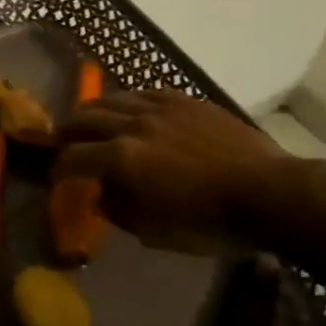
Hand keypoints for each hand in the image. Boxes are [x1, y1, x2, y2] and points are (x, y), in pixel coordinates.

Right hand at [56, 91, 325, 298]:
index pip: (72, 158)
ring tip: (89, 122)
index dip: (58, 169)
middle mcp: (132, 125)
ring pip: (111, 99)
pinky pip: (144, 92)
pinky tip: (130, 110)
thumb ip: (120, 212)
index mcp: (121, 159)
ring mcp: (159, 107)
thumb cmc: (210, 222)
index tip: (55, 178)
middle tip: (62, 144)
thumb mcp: (157, 233)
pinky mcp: (184, 100)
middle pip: (84, 119)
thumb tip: (102, 197)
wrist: (270, 193)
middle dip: (66, 132)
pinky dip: (127, 102)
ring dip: (93, 112)